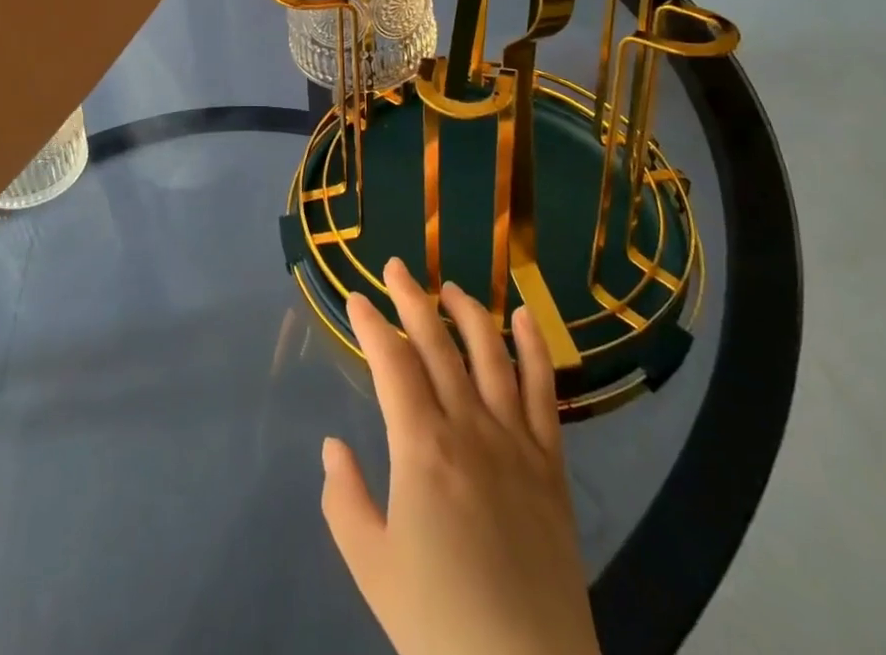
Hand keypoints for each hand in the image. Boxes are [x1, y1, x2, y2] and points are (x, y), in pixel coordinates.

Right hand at [322, 259, 599, 654]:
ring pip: (489, 353)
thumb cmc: (439, 627)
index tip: (355, 299)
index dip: (371, 324)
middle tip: (395, 267)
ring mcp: (515, 440)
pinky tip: (525, 317)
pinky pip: (544, 390)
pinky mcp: (551, 463)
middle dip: (412, 298)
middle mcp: (469, 426)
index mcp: (421, 447)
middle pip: (437, 343)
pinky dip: (535, 347)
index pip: (391, 362)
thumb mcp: (371, 567)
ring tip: (450, 287)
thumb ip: (344, 498)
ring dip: (468, 312)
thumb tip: (334, 445)